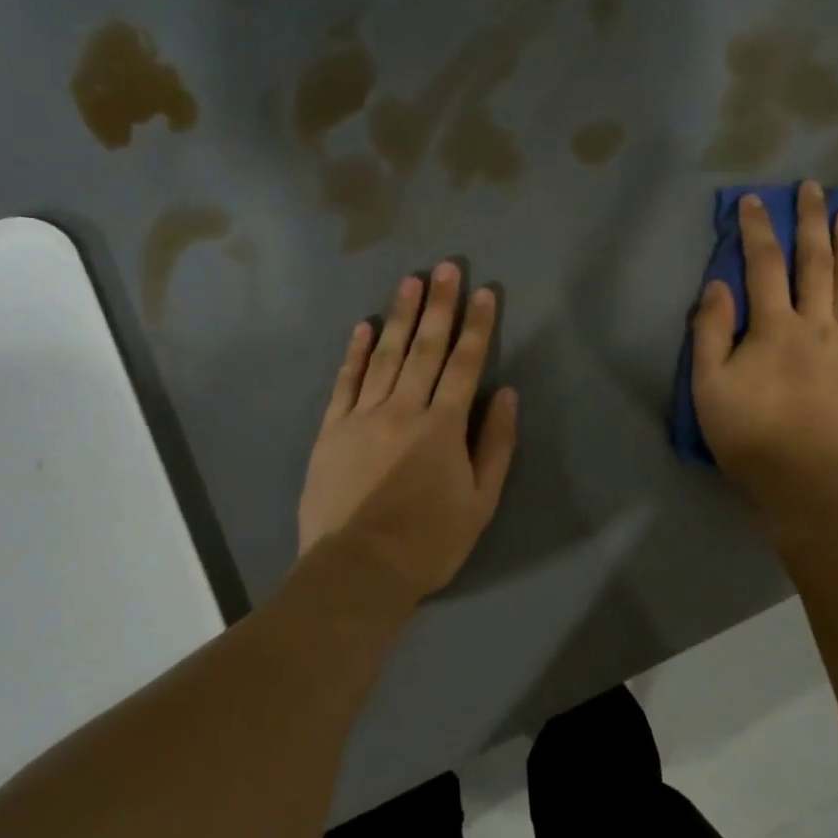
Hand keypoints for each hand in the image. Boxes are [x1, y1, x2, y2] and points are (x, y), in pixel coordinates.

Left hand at [298, 263, 519, 602]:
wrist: (358, 569)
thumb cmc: (429, 542)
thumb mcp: (481, 502)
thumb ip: (495, 445)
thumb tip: (507, 395)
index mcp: (442, 427)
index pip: (465, 365)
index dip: (477, 326)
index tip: (484, 292)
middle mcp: (403, 409)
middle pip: (426, 349)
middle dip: (440, 306)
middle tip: (446, 267)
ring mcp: (362, 416)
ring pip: (385, 355)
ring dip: (400, 317)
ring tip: (410, 281)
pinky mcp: (331, 430)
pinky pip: (345, 382)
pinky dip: (354, 352)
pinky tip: (364, 327)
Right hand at [692, 182, 837, 505]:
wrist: (806, 481)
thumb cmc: (748, 435)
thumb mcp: (708, 387)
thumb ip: (709, 333)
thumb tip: (718, 286)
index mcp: (773, 328)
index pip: (764, 266)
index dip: (757, 230)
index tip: (755, 200)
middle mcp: (816, 325)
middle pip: (815, 264)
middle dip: (811, 222)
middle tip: (814, 188)